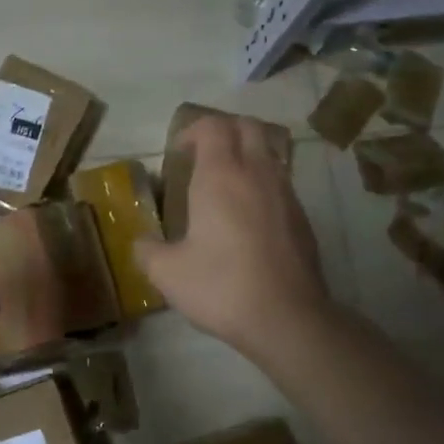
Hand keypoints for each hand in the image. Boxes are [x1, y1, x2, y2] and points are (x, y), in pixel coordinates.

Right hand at [135, 115, 330, 357]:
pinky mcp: (303, 218)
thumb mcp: (167, 273)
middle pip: (248, 126)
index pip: (213, 126)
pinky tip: (248, 216)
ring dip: (247, 155)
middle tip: (203, 155)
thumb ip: (147, 251)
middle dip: (224, 131)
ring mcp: (286, 194)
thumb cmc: (221, 286)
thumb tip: (141, 243)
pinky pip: (281, 182)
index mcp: (221, 176)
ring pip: (269, 153)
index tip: (177, 152)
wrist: (286, 318)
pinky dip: (262, 183)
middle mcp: (257, 174)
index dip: (193, 130)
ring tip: (226, 184)